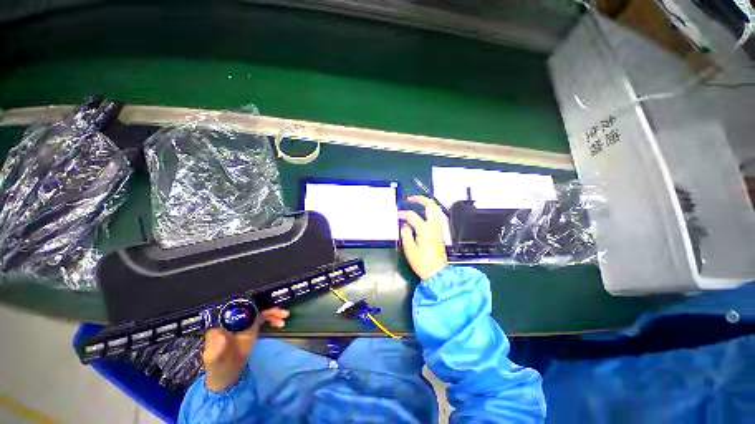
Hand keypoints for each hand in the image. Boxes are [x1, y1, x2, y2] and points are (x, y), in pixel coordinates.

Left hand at [202, 308, 288, 391]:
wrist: (226, 377)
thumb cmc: (217, 369)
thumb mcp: (213, 361)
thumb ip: (215, 349)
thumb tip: (221, 334)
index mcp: (223, 324)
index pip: (237, 310)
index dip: (250, 306)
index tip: (262, 307)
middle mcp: (235, 321)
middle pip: (252, 308)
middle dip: (266, 307)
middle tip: (280, 312)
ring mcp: (245, 324)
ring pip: (260, 312)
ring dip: (273, 312)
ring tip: (284, 316)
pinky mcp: (252, 328)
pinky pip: (264, 318)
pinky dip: (273, 318)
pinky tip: (280, 323)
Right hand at [398, 196, 448, 280]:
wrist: (437, 273)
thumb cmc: (422, 263)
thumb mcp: (410, 249)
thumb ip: (406, 234)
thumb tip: (404, 225)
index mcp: (425, 230)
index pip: (412, 216)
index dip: (403, 214)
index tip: (397, 215)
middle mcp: (434, 227)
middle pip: (431, 206)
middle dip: (422, 199)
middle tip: (411, 198)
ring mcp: (439, 229)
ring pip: (436, 210)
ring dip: (427, 204)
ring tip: (417, 203)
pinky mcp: (440, 233)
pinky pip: (436, 217)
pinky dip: (430, 212)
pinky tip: (423, 214)